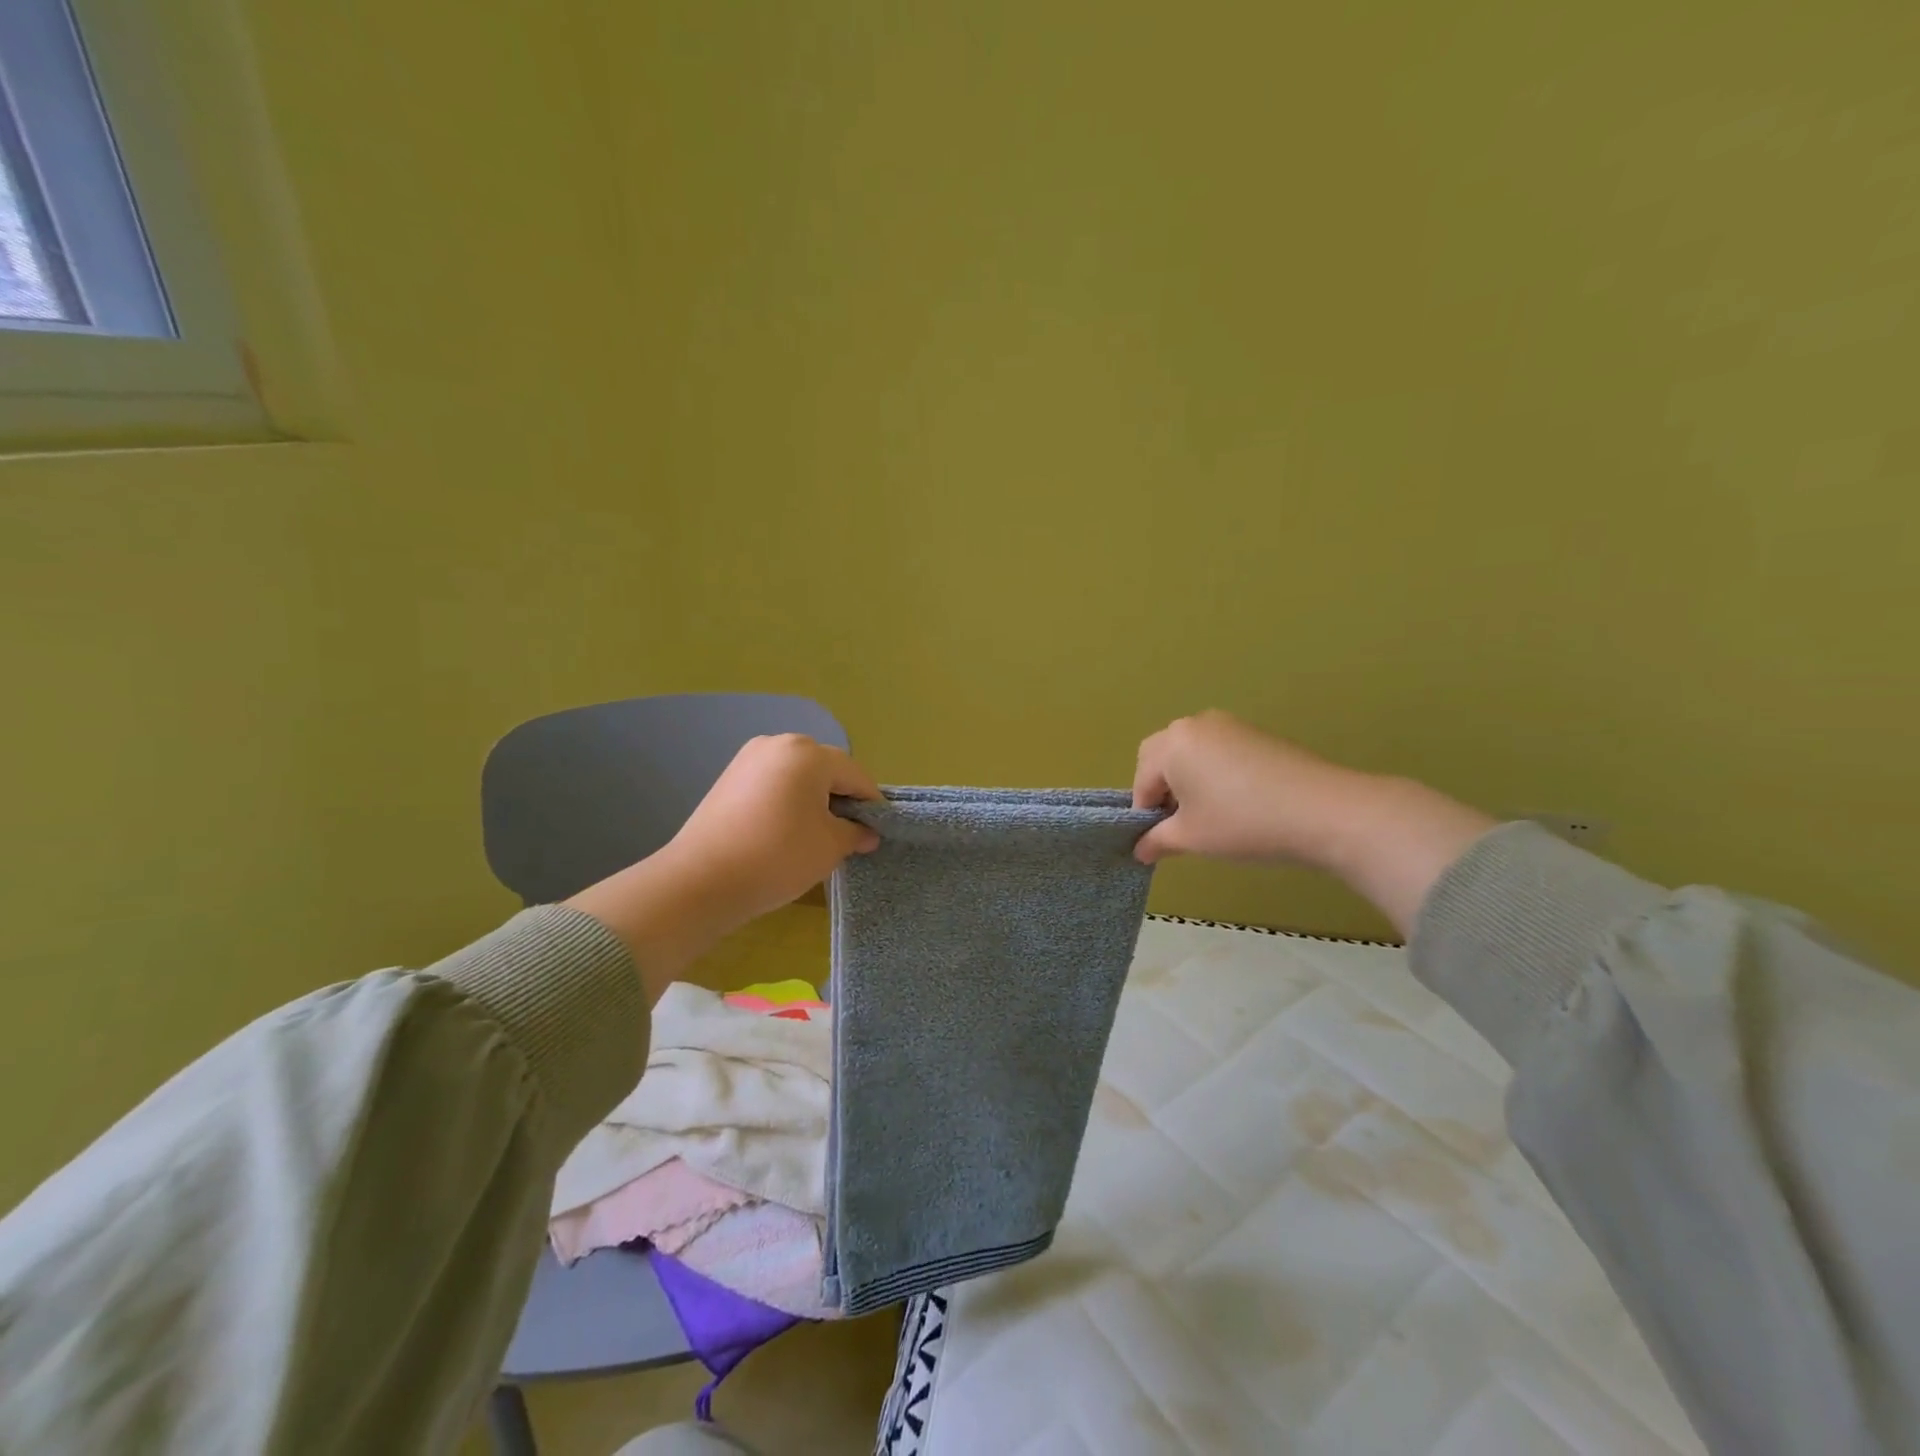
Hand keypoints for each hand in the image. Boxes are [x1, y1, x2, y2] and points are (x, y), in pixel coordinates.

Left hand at [664, 734, 881, 924]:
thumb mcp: (829, 847)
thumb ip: (855, 833)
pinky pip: (773, 782)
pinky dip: (787, 801)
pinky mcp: (729, 777)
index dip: (871, 803)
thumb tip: (867, 833)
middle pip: (826, 769)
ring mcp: (749, 758)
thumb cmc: (777, 857)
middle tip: (846, 835)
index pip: (855, 775)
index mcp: (808, 753)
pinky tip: (784, 831)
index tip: (877, 831)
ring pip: (798, 775)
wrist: (701, 881)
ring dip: (813, 799)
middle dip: (841, 799)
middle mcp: (778, 744)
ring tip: (814, 835)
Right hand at [1131, 711, 1376, 867]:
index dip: (1144, 813)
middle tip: (1179, 823)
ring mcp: (1228, 725)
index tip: (1159, 840)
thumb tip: (1140, 849)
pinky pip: (1217, 750)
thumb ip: (1157, 840)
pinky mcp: (1255, 733)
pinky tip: (1236, 801)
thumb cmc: (1243, 823)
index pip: (1141, 780)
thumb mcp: (1192, 838)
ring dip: (1187, 780)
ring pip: (1189, 752)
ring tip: (1209, 814)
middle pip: (1160, 757)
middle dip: (1160, 789)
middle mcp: (1194, 725)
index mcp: (1172, 744)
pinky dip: (1213, 773)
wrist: (1323, 811)